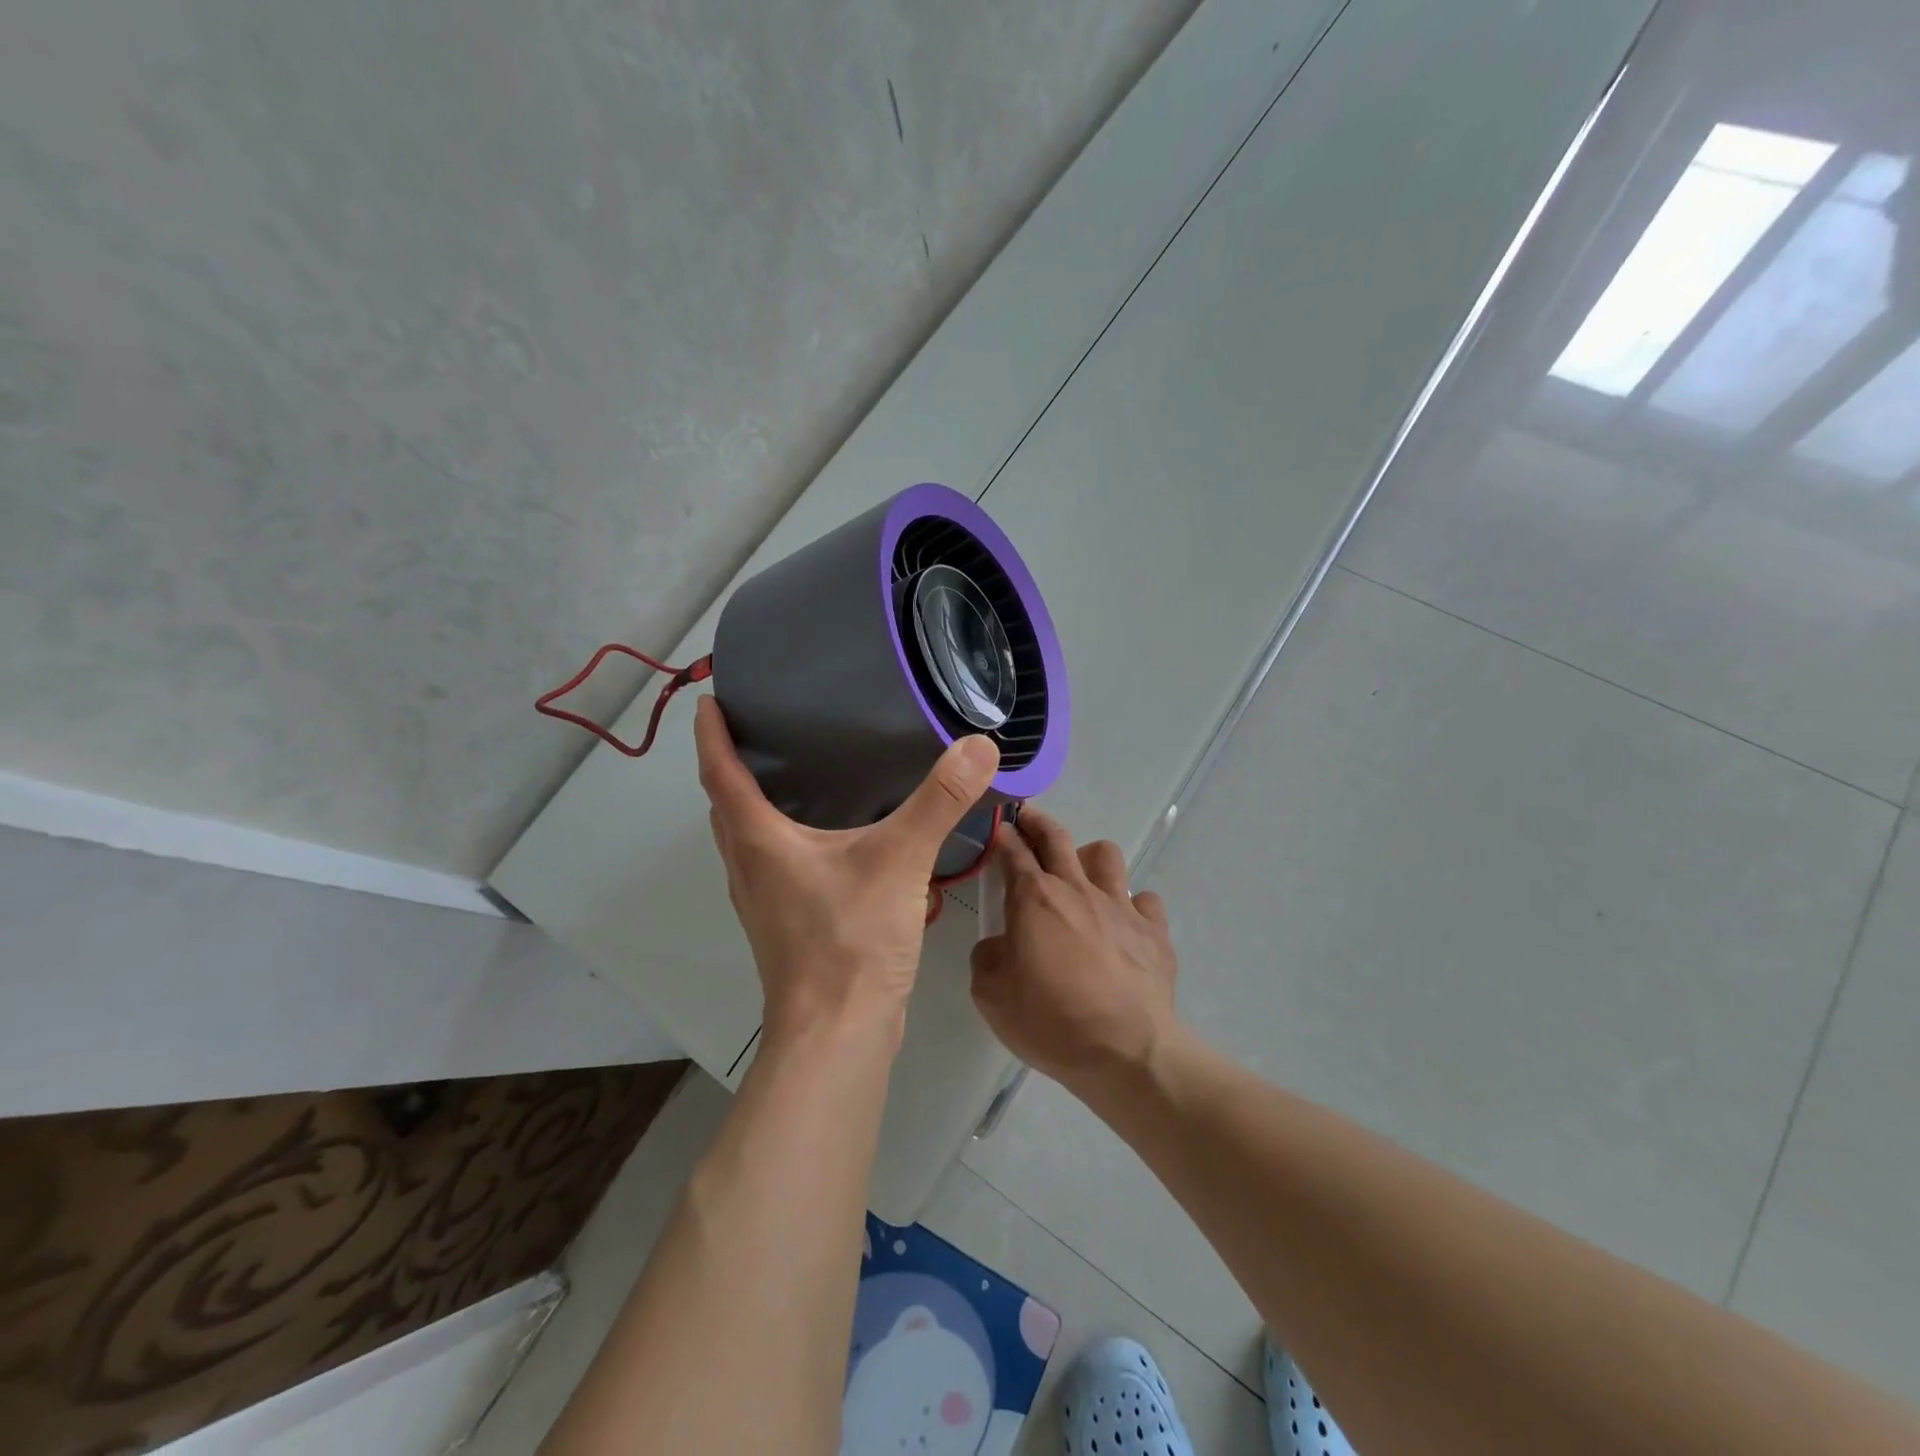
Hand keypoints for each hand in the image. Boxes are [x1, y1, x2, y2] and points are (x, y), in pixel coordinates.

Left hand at [694, 696, 1000, 1045]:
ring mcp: (764, 901)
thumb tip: (978, 745)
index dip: (712, 733)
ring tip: (789, 773)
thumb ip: (939, 801)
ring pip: (745, 838)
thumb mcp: (899, 861)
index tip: (711, 697)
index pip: (721, 772)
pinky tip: (824, 838)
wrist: (838, 1036)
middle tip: (758, 727)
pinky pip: (771, 865)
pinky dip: (780, 837)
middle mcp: (749, 866)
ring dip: (752, 804)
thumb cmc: (851, 941)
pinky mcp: (786, 925)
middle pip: (725, 805)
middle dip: (730, 764)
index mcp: (759, 841)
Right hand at [969, 807, 1180, 1096]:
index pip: (1012, 852)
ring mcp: (1121, 906)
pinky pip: (1145, 899)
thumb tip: (1000, 944)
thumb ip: (987, 956)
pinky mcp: (1154, 930)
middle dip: (1038, 821)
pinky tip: (1124, 924)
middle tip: (1027, 818)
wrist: (1125, 1051)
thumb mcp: (990, 993)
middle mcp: (1077, 889)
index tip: (997, 826)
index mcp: (1034, 898)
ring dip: (1089, 857)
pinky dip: (1132, 906)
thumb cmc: (1050, 1019)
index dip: (1002, 835)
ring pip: (1106, 855)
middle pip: (1057, 837)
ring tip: (1081, 875)